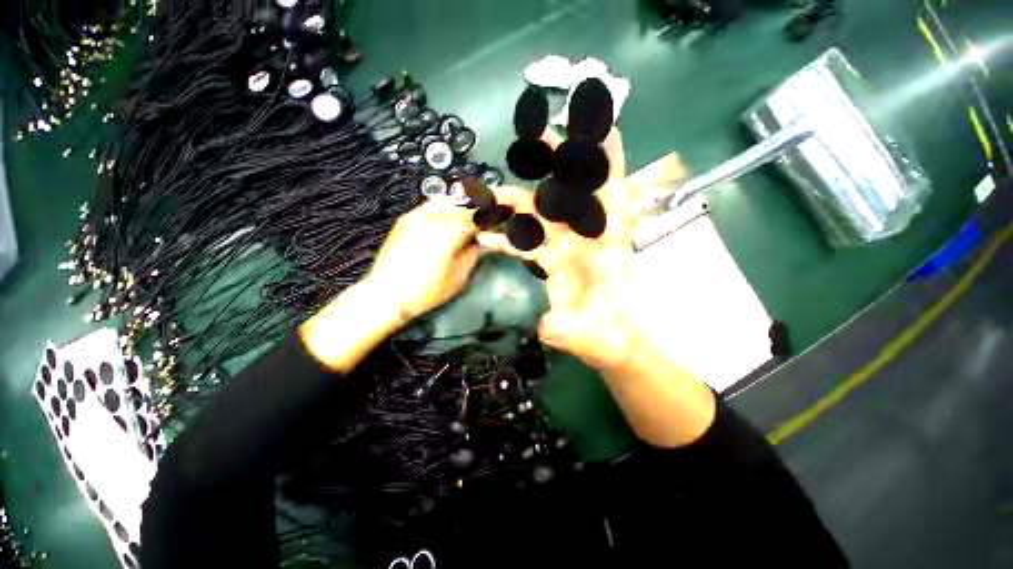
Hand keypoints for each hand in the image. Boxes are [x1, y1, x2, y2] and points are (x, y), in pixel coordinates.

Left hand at [300, 199, 479, 372]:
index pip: (477, 216)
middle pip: (463, 204)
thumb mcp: (459, 277)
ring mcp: (417, 216)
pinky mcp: (406, 219)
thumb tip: (480, 241)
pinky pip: (430, 206)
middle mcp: (434, 218)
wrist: (387, 293)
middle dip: (477, 210)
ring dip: (461, 207)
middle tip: (484, 220)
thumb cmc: (426, 290)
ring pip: (446, 201)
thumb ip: (473, 254)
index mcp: (449, 232)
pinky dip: (444, 209)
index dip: (489, 218)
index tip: (496, 221)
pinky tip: (448, 220)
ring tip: (468, 218)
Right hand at [479, 129, 713, 447]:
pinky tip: (490, 237)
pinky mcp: (552, 262)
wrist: (609, 343)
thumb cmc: (608, 338)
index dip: (608, 164)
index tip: (605, 127)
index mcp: (606, 251)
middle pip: (569, 197)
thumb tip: (547, 325)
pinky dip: (509, 237)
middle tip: (535, 139)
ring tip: (491, 194)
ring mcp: (567, 250)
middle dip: (555, 166)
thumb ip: (570, 332)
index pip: (607, 199)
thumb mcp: (592, 338)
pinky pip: (528, 243)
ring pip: (541, 217)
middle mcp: (587, 242)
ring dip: (517, 204)